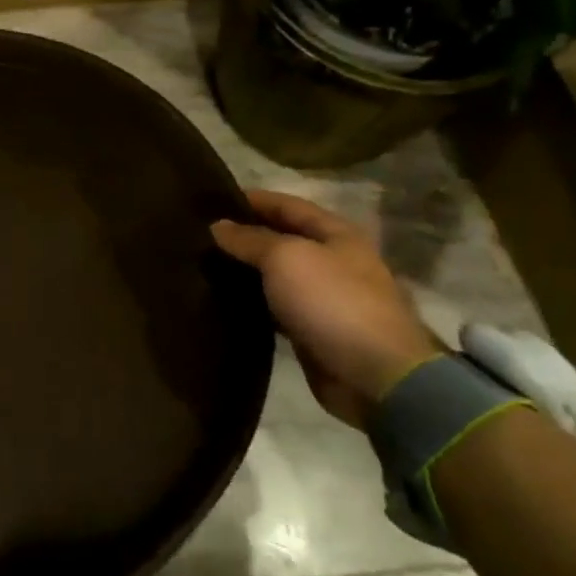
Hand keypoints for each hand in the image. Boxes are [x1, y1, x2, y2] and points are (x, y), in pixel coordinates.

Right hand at [211, 191, 439, 430]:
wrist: (374, 376)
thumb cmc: (332, 301)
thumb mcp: (285, 258)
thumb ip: (249, 239)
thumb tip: (218, 226)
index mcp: (336, 234)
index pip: (287, 205)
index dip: (252, 199)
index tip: (212, 200)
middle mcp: (333, 261)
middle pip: (282, 239)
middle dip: (245, 235)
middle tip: (201, 234)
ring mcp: (325, 298)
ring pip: (276, 275)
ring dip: (246, 270)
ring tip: (204, 264)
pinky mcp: (313, 330)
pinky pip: (275, 307)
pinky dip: (252, 301)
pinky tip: (223, 299)